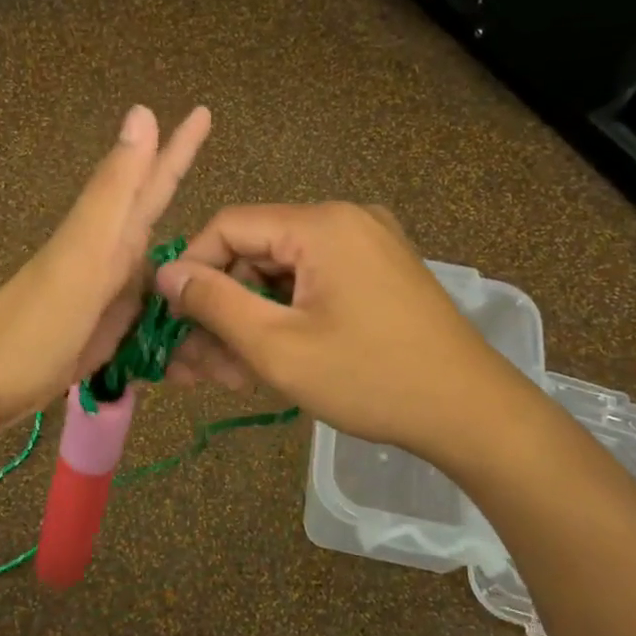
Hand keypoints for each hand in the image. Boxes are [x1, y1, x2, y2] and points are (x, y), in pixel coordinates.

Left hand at [0, 104, 211, 429]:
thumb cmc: (36, 320)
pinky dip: (171, 311)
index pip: (154, 181)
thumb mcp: (83, 252)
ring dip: (188, 259)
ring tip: (228, 254)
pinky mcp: (103, 333)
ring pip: (156, 267)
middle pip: (155, 217)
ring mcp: (106, 297)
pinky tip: (189, 317)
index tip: (204, 110)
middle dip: (183, 193)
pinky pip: (148, 313)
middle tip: (222, 176)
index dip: (180, 147)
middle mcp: (111, 259)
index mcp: (110, 236)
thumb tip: (142, 112)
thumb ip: (114, 190)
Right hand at [154, 202, 498, 452]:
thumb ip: (214, 303)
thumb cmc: (369, 378)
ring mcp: (366, 249)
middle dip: (220, 311)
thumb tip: (167, 273)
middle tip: (191, 367)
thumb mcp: (277, 346)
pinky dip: (284, 322)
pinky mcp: (377, 277)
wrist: (469, 413)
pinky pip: (312, 289)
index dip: (191, 270)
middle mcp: (344, 222)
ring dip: (248, 324)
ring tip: (224, 378)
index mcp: (320, 225)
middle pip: (254, 255)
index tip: (170, 319)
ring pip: (281, 279)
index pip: (228, 227)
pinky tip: (263, 364)